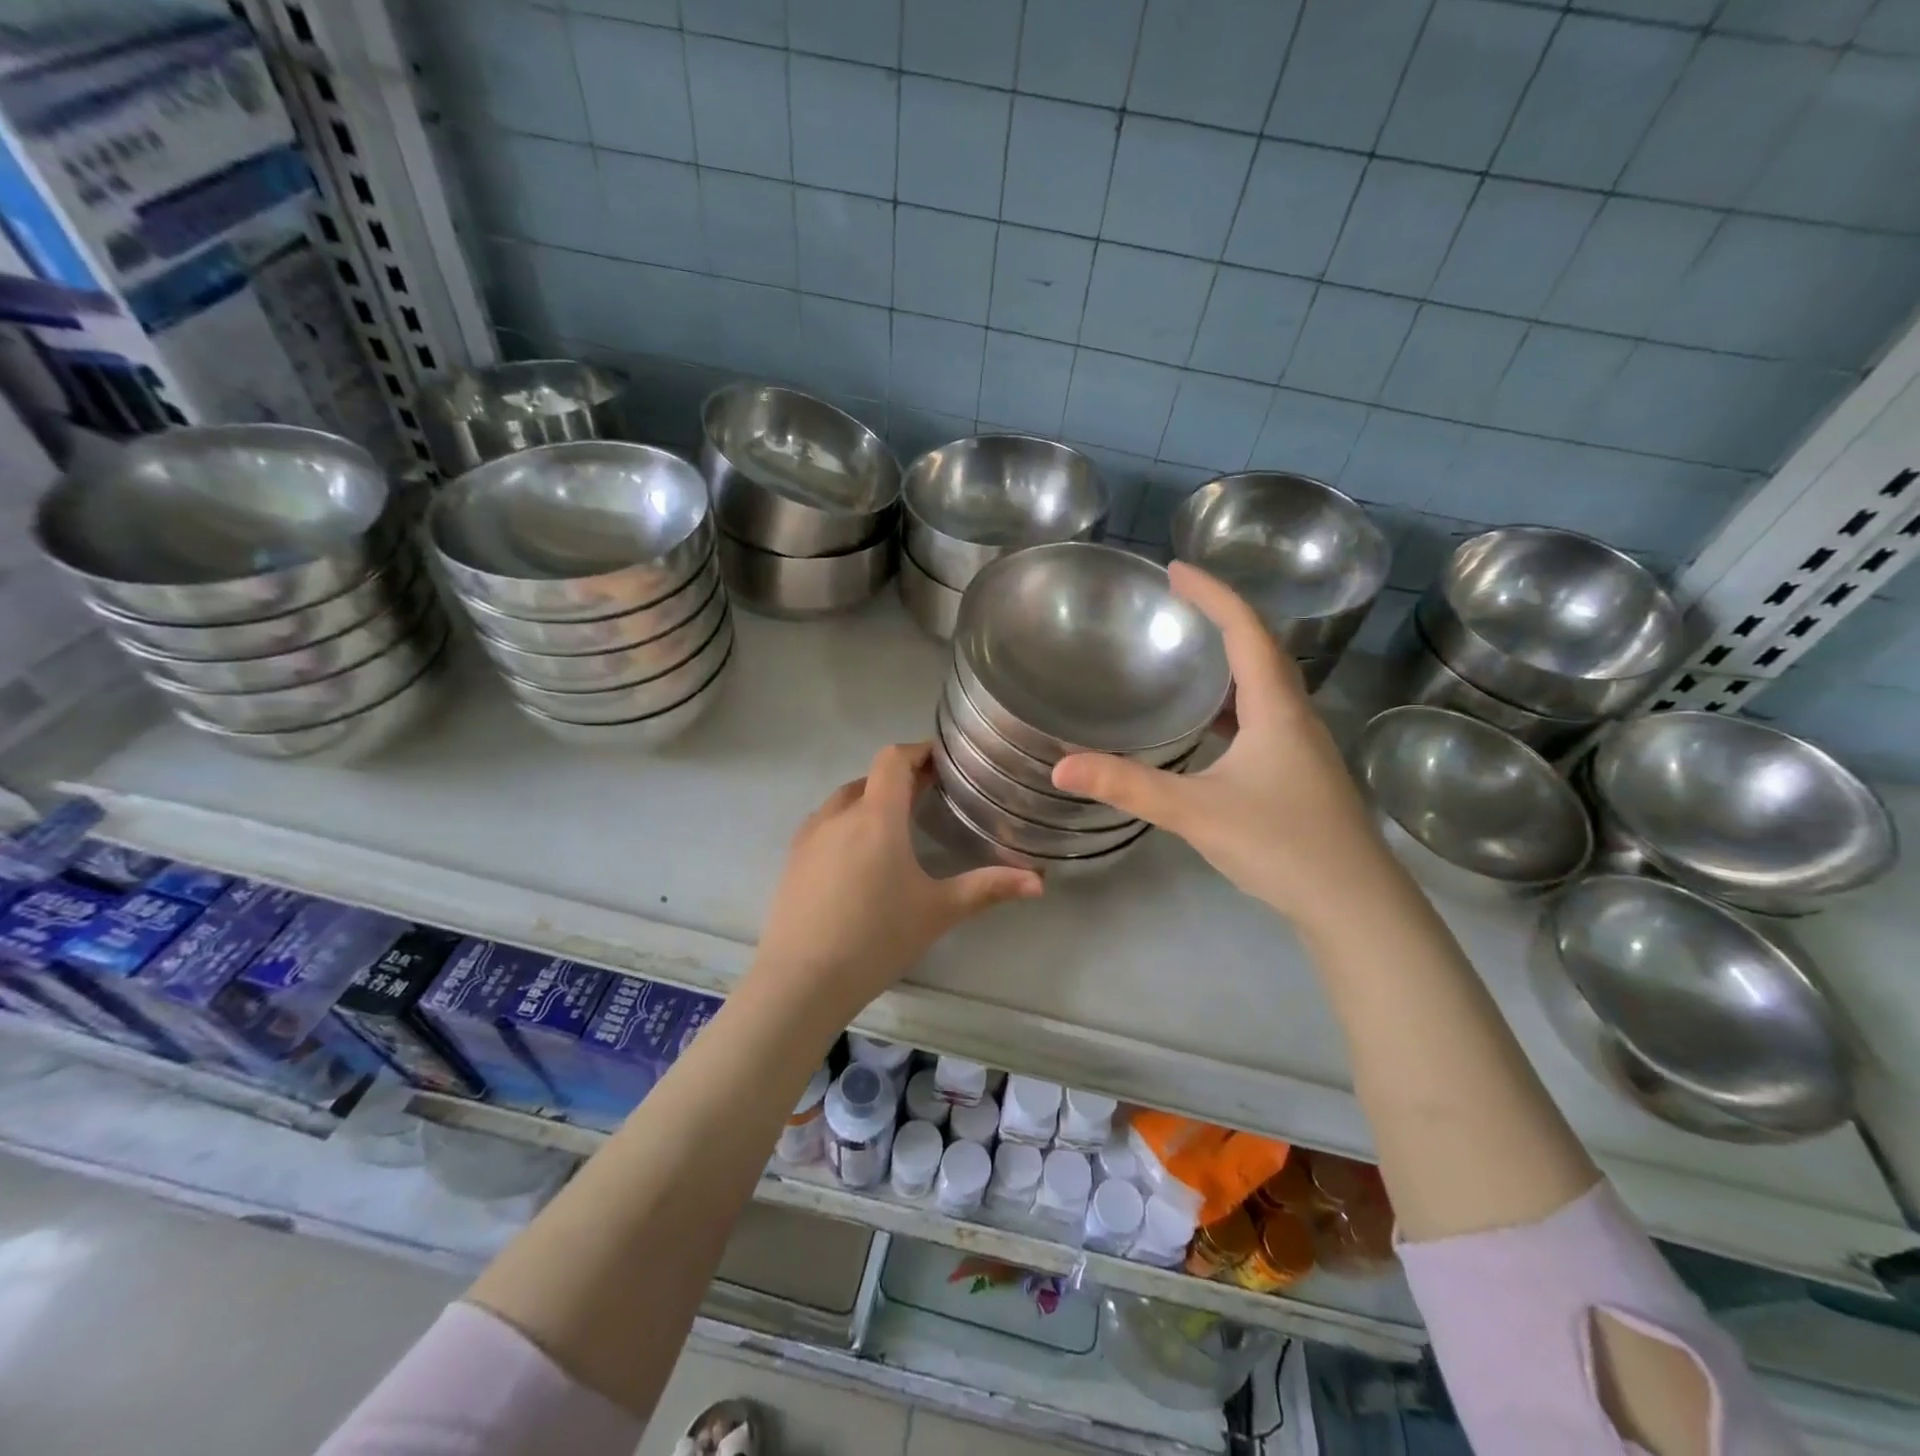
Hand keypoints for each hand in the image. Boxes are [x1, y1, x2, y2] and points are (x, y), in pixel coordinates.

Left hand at [752, 742, 1042, 1017]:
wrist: (801, 980)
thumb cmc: (876, 938)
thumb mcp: (937, 911)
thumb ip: (988, 889)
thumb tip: (1039, 881)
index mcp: (876, 816)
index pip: (893, 759)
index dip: (918, 751)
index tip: (943, 760)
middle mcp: (839, 815)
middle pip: (870, 778)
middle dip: (899, 779)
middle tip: (929, 795)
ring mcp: (809, 837)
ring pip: (844, 800)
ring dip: (871, 800)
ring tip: (896, 824)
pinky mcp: (792, 860)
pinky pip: (824, 824)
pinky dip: (847, 823)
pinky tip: (859, 857)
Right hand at [1051, 563, 1393, 929]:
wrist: (1354, 904)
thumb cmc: (1281, 845)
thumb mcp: (1196, 812)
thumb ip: (1128, 786)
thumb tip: (1060, 766)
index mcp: (1276, 708)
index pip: (1245, 630)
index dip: (1212, 593)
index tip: (1175, 570)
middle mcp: (1296, 716)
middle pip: (1262, 648)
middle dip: (1221, 617)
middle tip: (1178, 602)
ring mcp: (1303, 746)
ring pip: (1266, 684)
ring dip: (1231, 658)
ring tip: (1188, 651)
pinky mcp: (1301, 772)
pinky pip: (1265, 715)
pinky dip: (1234, 701)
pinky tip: (1209, 723)